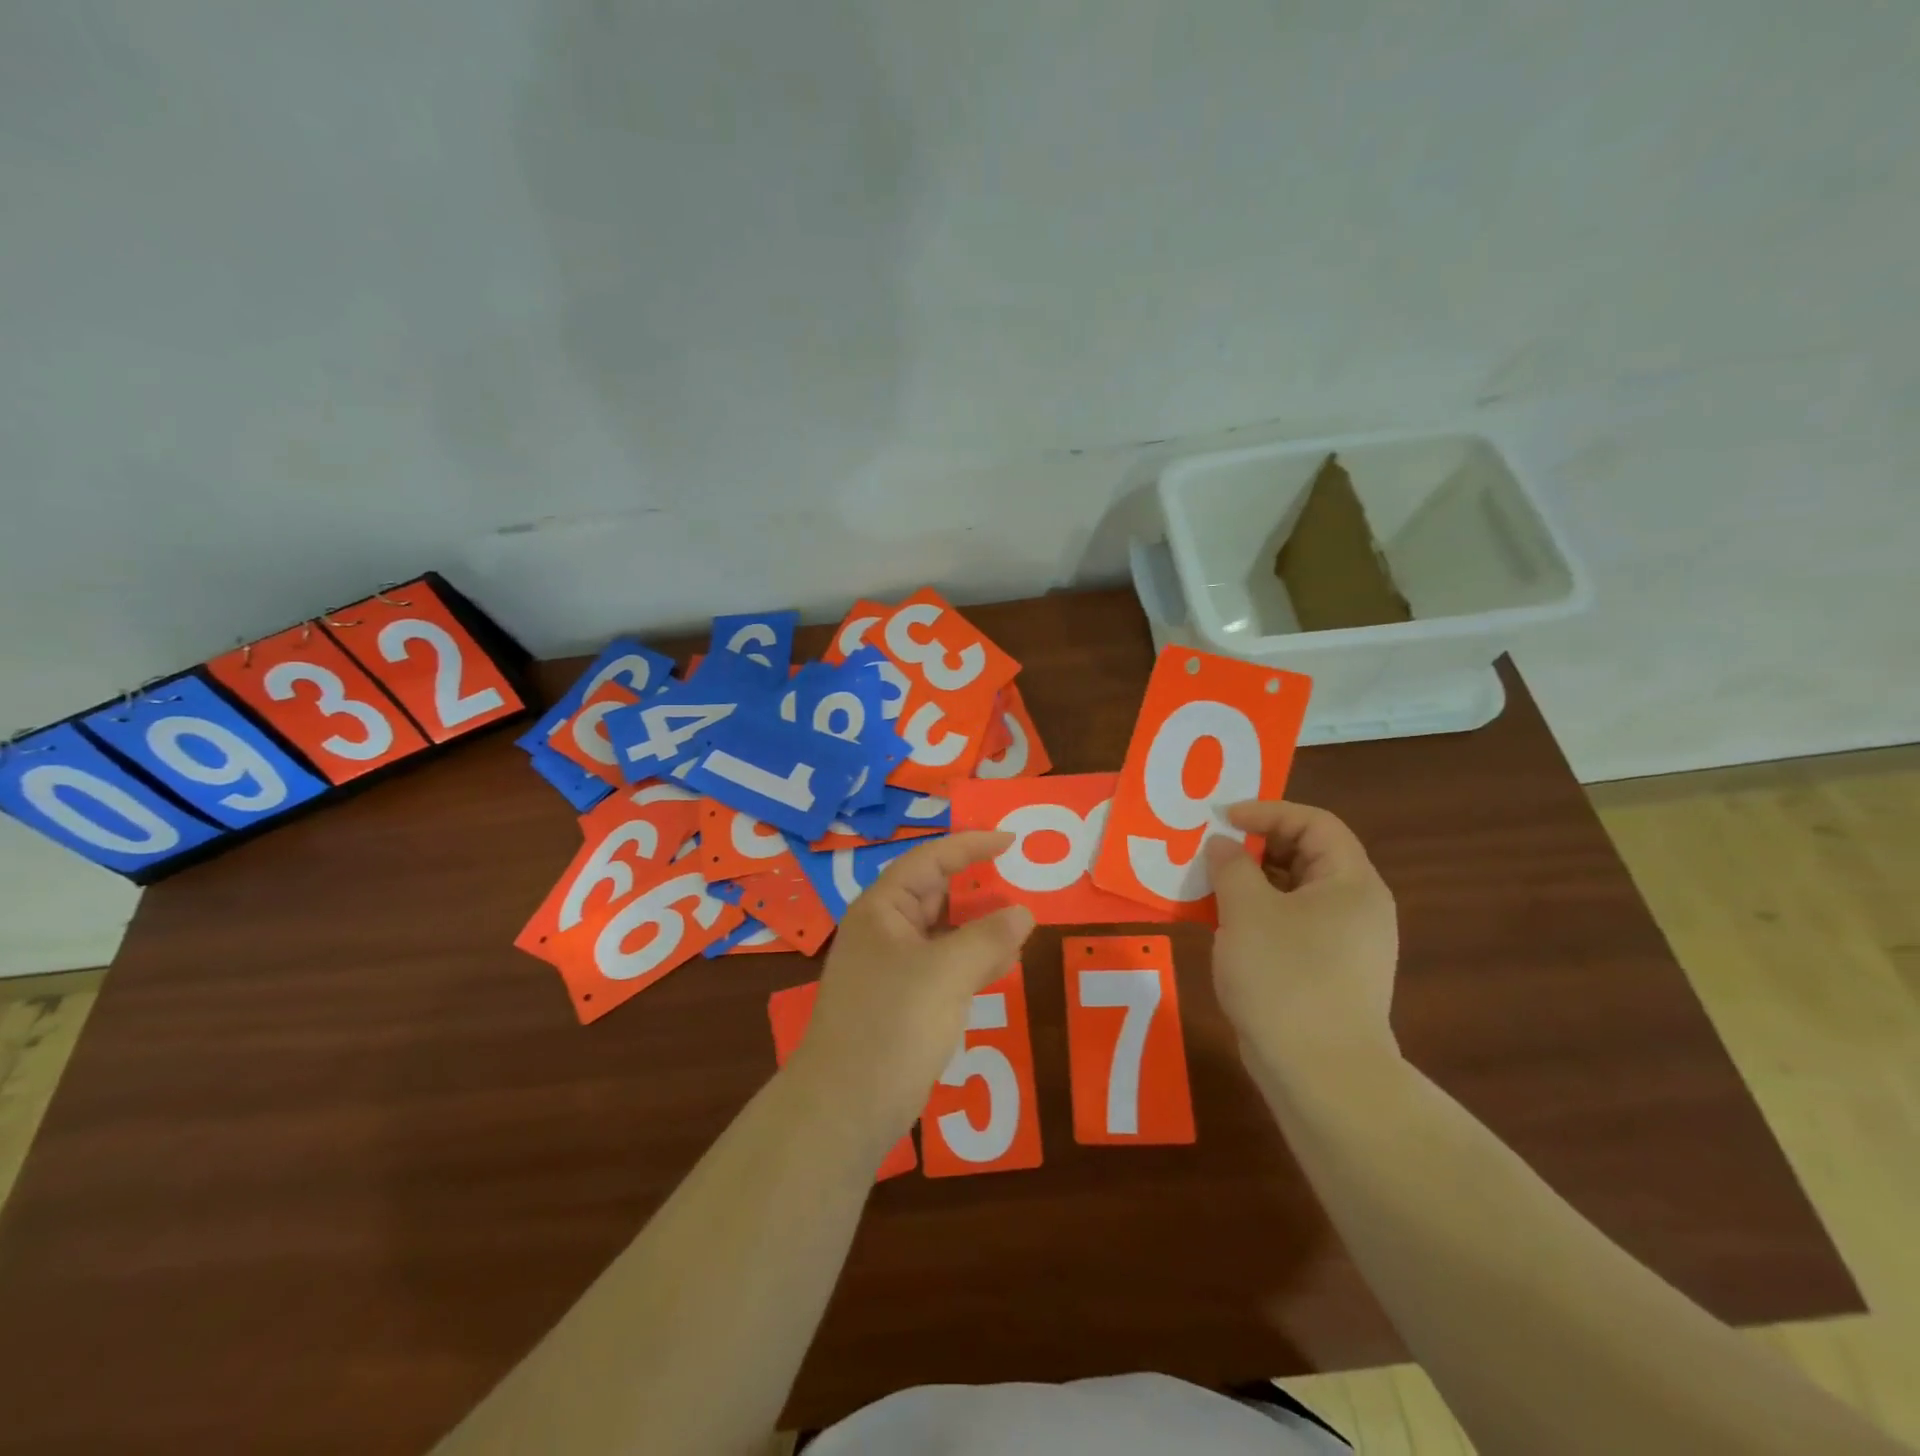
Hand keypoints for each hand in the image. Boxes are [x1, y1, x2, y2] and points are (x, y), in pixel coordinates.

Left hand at [783, 832, 1035, 1163]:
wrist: (845, 1108)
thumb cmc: (891, 1025)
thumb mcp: (945, 974)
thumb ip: (988, 938)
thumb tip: (1024, 913)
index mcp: (882, 909)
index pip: (930, 860)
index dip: (971, 846)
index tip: (1011, 841)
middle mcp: (885, 930)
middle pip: (937, 894)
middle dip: (979, 888)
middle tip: (1024, 883)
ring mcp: (894, 967)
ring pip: (944, 932)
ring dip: (981, 927)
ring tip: (1023, 922)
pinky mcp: (904, 1001)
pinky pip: (946, 966)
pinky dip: (974, 960)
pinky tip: (1004, 964)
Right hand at [1204, 800, 1399, 1085]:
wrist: (1321, 1074)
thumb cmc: (1286, 977)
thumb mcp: (1247, 910)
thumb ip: (1231, 866)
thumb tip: (1222, 845)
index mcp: (1351, 883)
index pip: (1315, 823)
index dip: (1268, 812)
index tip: (1223, 819)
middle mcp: (1356, 907)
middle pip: (1306, 855)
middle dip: (1255, 846)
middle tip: (1211, 849)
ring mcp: (1344, 943)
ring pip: (1294, 893)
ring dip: (1250, 882)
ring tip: (1207, 884)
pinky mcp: (1327, 973)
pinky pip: (1290, 925)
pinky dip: (1256, 915)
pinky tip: (1221, 924)